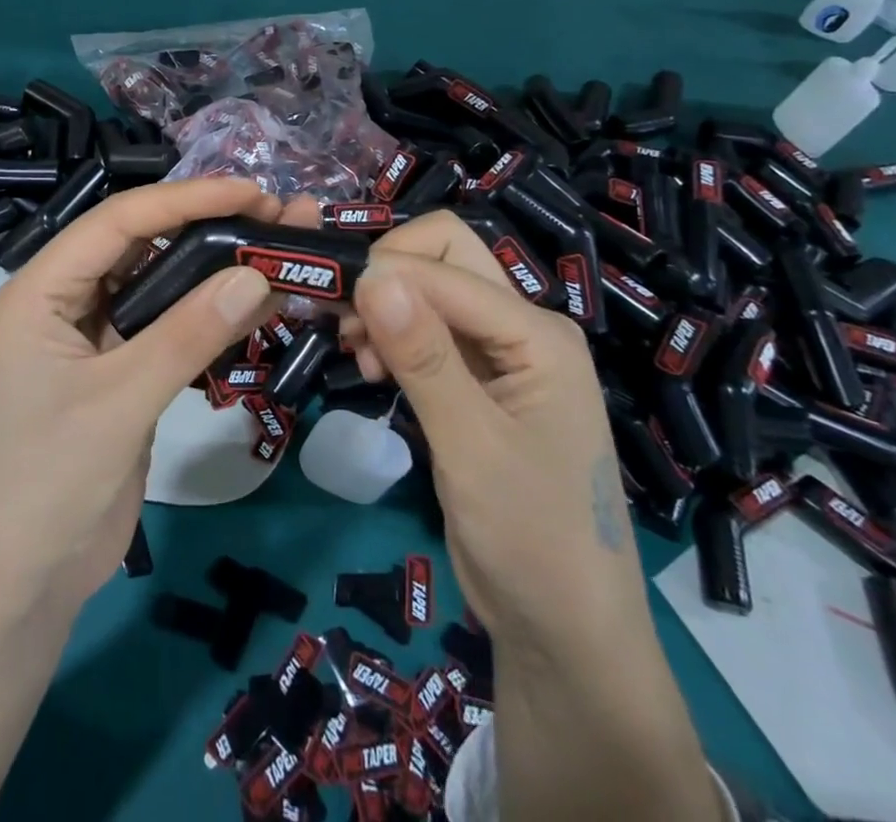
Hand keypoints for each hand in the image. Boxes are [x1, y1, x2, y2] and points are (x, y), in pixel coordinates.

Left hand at [0, 179, 284, 610]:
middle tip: (280, 216)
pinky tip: (261, 303)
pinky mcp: (123, 365)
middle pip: (144, 242)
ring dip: (219, 267)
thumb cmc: (49, 486)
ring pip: (164, 280)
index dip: (187, 198)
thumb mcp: (120, 403)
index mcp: (43, 289)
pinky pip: (172, 322)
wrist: (24, 585)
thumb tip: (257, 274)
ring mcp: (97, 332)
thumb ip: (187, 335)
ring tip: (283, 250)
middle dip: (211, 226)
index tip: (252, 192)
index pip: (119, 221)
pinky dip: (213, 312)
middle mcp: (67, 298)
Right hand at [350, 212, 643, 656]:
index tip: (327, 301)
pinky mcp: (480, 385)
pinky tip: (371, 369)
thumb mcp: (471, 447)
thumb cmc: (532, 540)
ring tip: (352, 350)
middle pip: (447, 260)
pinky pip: (431, 335)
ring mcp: (502, 357)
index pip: (449, 266)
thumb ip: (423, 357)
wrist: (568, 634)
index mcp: (537, 333)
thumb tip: (372, 275)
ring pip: (433, 294)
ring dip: (388, 306)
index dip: (387, 271)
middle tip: (342, 316)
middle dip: (389, 273)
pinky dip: (395, 338)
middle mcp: (523, 329)